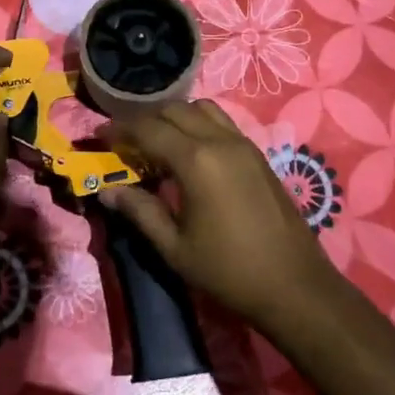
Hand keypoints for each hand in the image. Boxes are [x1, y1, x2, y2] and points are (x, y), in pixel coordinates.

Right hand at [99, 100, 341, 333]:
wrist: (294, 286)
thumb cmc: (228, 271)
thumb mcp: (175, 247)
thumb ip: (140, 211)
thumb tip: (107, 190)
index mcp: (196, 160)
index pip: (148, 129)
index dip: (120, 129)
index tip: (100, 135)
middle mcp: (219, 141)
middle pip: (174, 110)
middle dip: (145, 120)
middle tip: (127, 142)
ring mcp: (243, 144)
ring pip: (201, 108)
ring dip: (175, 117)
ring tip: (159, 142)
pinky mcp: (258, 154)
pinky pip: (222, 122)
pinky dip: (199, 124)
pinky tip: (191, 153)